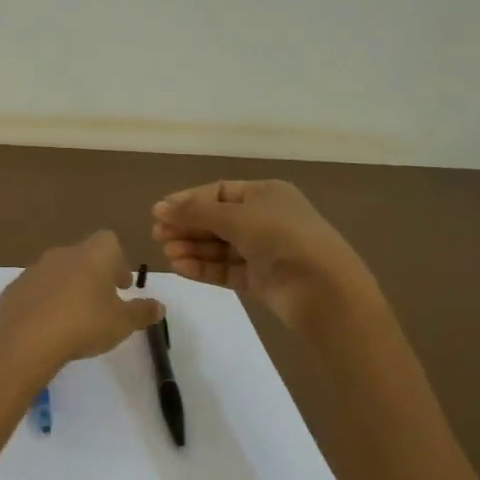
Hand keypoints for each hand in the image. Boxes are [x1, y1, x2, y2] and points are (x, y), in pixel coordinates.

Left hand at [0, 231, 165, 375]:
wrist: (27, 339)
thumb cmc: (84, 324)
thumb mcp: (122, 323)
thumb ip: (142, 312)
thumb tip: (159, 306)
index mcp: (93, 255)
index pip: (109, 241)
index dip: (118, 261)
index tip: (122, 286)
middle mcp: (63, 253)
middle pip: (83, 255)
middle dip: (94, 276)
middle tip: (102, 303)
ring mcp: (35, 269)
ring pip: (58, 271)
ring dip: (68, 287)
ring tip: (74, 317)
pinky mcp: (15, 288)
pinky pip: (36, 289)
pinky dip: (45, 301)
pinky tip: (48, 325)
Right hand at [153, 179, 377, 333]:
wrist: (321, 287)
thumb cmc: (281, 237)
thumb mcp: (235, 217)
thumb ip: (195, 213)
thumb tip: (158, 207)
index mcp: (265, 194)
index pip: (218, 192)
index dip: (188, 201)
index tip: (159, 212)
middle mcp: (264, 219)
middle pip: (216, 220)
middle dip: (187, 226)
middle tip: (157, 235)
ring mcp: (262, 251)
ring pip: (219, 246)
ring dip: (191, 247)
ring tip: (166, 252)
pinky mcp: (259, 279)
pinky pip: (225, 269)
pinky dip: (203, 268)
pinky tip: (179, 267)